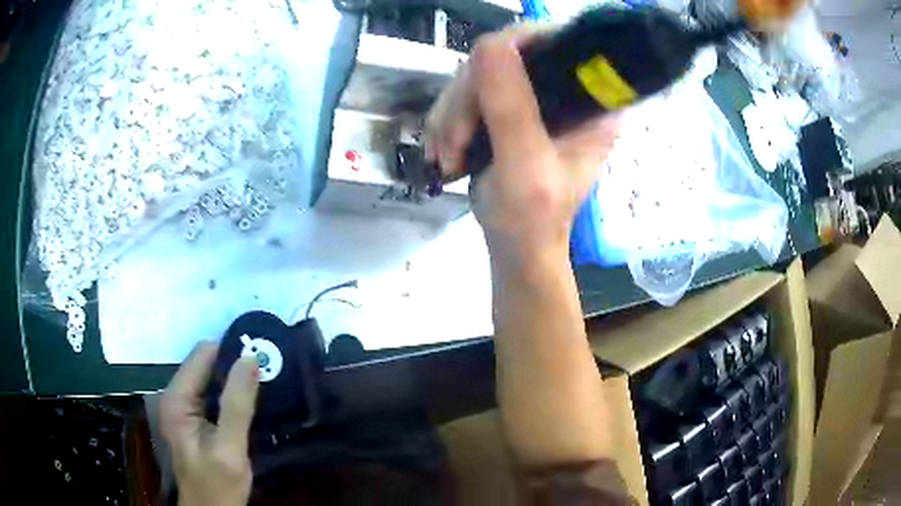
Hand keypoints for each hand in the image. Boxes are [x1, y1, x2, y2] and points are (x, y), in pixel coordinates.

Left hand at [160, 342, 259, 505]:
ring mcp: (185, 408)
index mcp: (177, 399)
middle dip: (235, 365)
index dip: (230, 351)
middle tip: (269, 370)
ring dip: (236, 379)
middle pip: (205, 364)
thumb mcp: (230, 449)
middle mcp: (176, 396)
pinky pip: (214, 395)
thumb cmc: (218, 486)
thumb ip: (237, 405)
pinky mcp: (196, 419)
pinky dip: (233, 394)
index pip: (202, 355)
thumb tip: (251, 359)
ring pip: (211, 378)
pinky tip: (252, 401)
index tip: (262, 355)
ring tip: (265, 382)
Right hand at [425, 26, 620, 262]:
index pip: (558, 43)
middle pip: (508, 56)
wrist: (515, 245)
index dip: (516, 45)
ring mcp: (536, 98)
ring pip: (480, 74)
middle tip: (453, 141)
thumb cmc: (532, 218)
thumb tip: (489, 44)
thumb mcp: (526, 166)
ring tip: (446, 156)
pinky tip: (445, 152)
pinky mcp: (509, 109)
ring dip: (451, 114)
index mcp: (593, 101)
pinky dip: (448, 122)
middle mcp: (568, 90)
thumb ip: (511, 108)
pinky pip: (467, 94)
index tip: (478, 77)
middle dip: (468, 97)